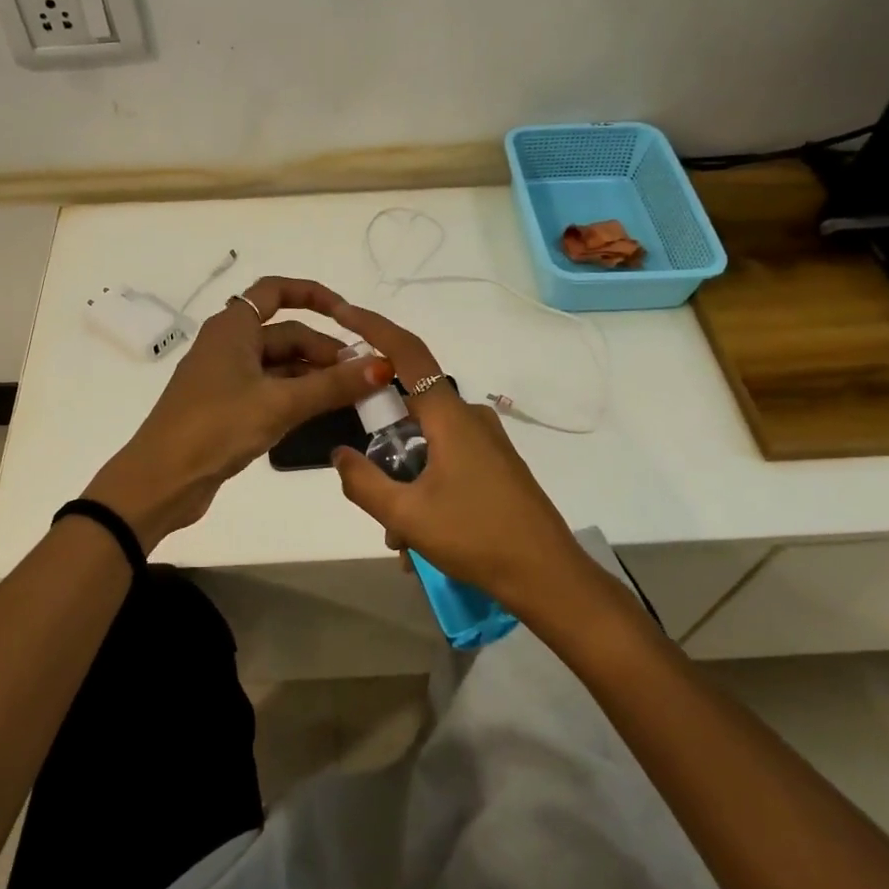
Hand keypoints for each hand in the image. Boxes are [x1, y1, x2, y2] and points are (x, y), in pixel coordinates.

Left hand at [84, 277, 392, 549]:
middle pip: (285, 334)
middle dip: (324, 351)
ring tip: (352, 397)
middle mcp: (228, 344)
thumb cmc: (217, 427)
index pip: (276, 291)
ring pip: (280, 365)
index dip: (314, 295)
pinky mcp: (226, 407)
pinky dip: (297, 396)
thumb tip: (382, 365)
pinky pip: (270, 389)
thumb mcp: (280, 404)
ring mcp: (226, 377)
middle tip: (363, 377)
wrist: (161, 480)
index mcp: (233, 328)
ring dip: (314, 376)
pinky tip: (322, 413)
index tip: (349, 315)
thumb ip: (333, 385)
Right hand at [328, 303, 592, 614]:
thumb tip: (340, 454)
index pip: (408, 353)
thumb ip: (364, 482)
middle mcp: (470, 418)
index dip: (374, 327)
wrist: (548, 576)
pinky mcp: (496, 464)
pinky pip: (446, 461)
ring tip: (400, 540)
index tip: (343, 312)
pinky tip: (420, 540)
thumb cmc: (476, 537)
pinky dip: (425, 489)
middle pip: (410, 409)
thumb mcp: (406, 516)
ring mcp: (487, 441)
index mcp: (450, 416)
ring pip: (426, 445)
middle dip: (383, 448)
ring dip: (404, 483)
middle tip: (370, 493)